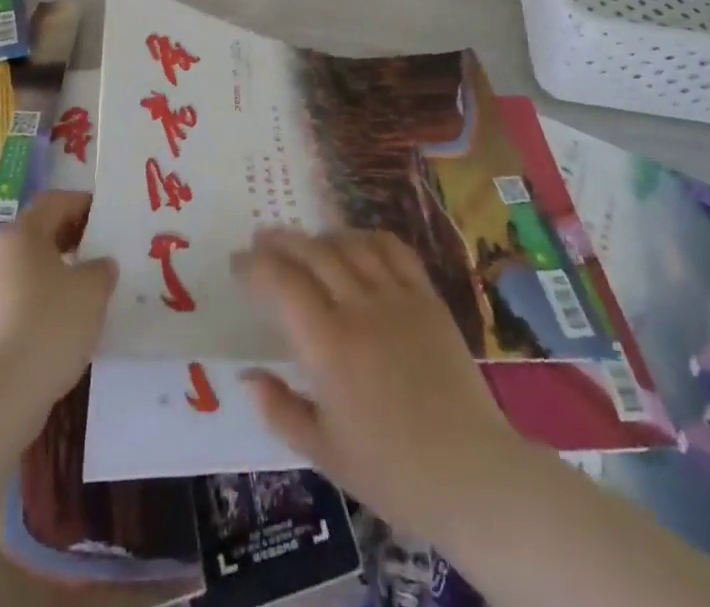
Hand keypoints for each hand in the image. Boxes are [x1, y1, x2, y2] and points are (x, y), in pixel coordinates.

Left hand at [0, 190, 116, 423]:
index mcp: (23, 234)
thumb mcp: (92, 290)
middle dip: (74, 241)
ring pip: (31, 272)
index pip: (55, 202)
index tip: (109, 218)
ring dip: (59, 276)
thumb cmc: (48, 324)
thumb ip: (101, 269)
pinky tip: (64, 329)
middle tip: (104, 255)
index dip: (83, 204)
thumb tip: (99, 266)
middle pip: (41, 235)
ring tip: (89, 295)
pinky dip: (43, 307)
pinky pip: (20, 304)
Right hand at [234, 227, 528, 539]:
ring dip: (320, 235)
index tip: (238, 263)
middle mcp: (360, 308)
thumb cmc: (391, 472)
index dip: (255, 266)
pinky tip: (355, 242)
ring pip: (351, 245)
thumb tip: (246, 376)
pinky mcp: (428, 297)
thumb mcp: (323, 452)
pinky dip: (368, 237)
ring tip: (304, 241)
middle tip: (261, 239)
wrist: (471, 473)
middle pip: (313, 253)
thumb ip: (279, 409)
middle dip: (281, 240)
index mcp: (329, 346)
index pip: (282, 283)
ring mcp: (398, 298)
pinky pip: (394, 250)